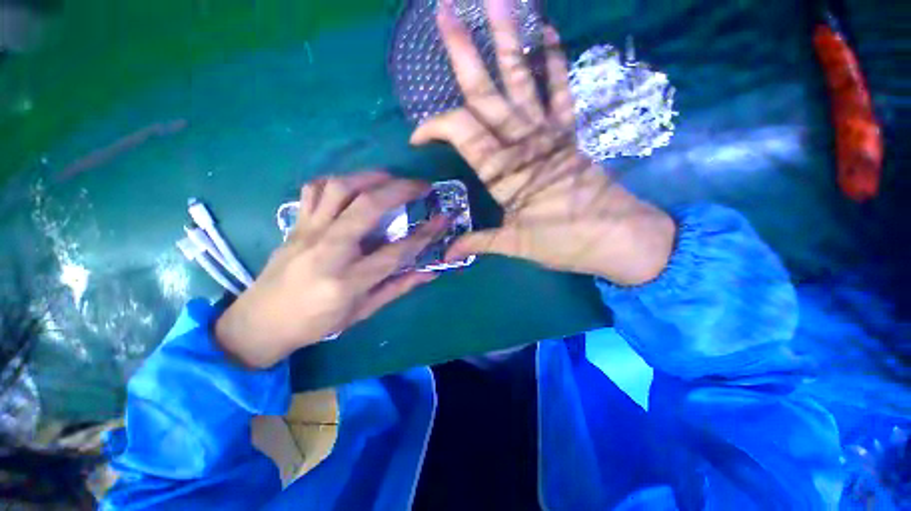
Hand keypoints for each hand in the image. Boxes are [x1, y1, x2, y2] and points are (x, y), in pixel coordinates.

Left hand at [214, 171, 448, 367]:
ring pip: (339, 188)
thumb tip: (430, 271)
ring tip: (391, 178)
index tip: (443, 219)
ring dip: (370, 176)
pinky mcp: (296, 224)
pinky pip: (314, 190)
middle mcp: (328, 250)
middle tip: (421, 185)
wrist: (261, 321)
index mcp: (347, 280)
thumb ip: (398, 287)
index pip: (395, 251)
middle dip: (400, 190)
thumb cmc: (316, 323)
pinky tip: (354, 186)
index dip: (425, 234)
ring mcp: (307, 231)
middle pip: (367, 206)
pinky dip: (338, 181)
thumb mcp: (362, 311)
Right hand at [410, 0, 675, 284]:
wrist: (616, 238)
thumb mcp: (515, 245)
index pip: (461, 133)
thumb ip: (479, 243)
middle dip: (463, 54)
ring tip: (496, 0)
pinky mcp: (570, 131)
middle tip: (443, 13)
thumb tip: (446, 253)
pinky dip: (552, 59)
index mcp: (505, 174)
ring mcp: (550, 132)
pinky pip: (560, 88)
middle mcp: (524, 144)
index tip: (416, 136)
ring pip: (521, 79)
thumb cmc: (564, 243)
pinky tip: (545, 30)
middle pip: (487, 93)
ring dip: (506, 38)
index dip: (435, 127)